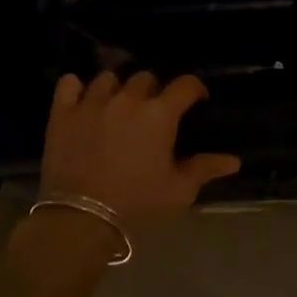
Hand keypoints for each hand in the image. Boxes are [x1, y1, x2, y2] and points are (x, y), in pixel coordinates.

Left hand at [41, 72, 240, 226]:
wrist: (81, 218)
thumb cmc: (137, 203)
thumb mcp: (178, 190)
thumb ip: (205, 169)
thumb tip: (234, 160)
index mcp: (160, 113)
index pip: (185, 84)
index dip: (194, 89)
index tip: (197, 100)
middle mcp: (127, 98)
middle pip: (145, 78)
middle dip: (153, 92)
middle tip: (152, 113)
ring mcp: (92, 102)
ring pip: (108, 78)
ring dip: (117, 89)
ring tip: (116, 107)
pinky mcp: (63, 112)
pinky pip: (69, 84)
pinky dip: (76, 88)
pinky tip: (81, 100)